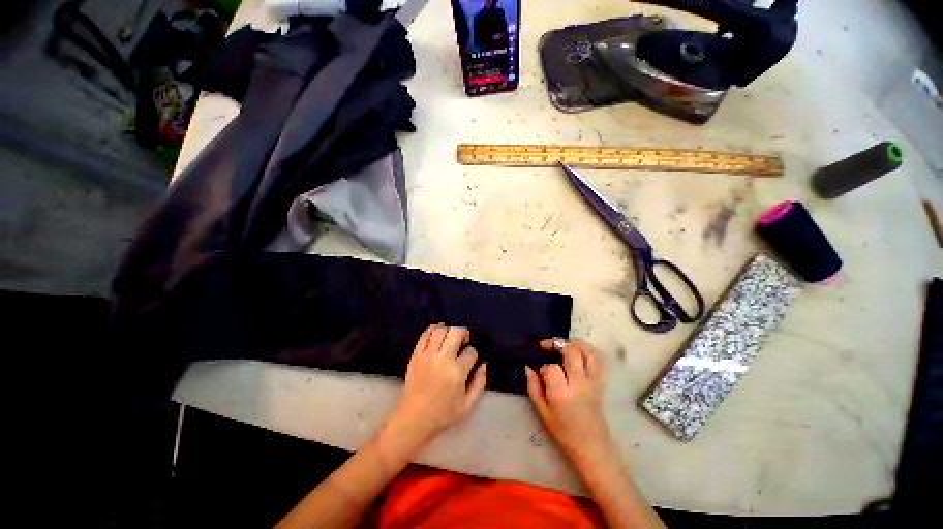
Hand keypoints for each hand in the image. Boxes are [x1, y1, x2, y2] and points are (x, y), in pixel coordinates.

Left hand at [383, 324, 486, 451]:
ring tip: (451, 337)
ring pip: (440, 330)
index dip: (473, 354)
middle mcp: (442, 359)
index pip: (471, 352)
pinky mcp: (416, 355)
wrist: (414, 418)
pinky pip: (425, 334)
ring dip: (449, 330)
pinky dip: (433, 329)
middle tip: (464, 340)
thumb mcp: (467, 405)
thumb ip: (479, 383)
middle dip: (463, 333)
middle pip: (455, 332)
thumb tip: (483, 364)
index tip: (470, 361)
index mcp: (457, 372)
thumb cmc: (443, 413)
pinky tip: (439, 332)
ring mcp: (427, 355)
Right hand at [525, 338, 614, 465]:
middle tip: (546, 345)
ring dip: (573, 342)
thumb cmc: (564, 431)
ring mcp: (592, 381)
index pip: (551, 368)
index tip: (540, 373)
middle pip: (571, 352)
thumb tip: (528, 367)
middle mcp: (579, 384)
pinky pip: (596, 359)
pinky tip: (576, 349)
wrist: (592, 445)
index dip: (543, 366)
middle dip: (557, 343)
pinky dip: (586, 349)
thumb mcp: (542, 412)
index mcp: (562, 394)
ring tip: (561, 343)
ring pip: (587, 351)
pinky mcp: (600, 381)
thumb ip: (533, 387)